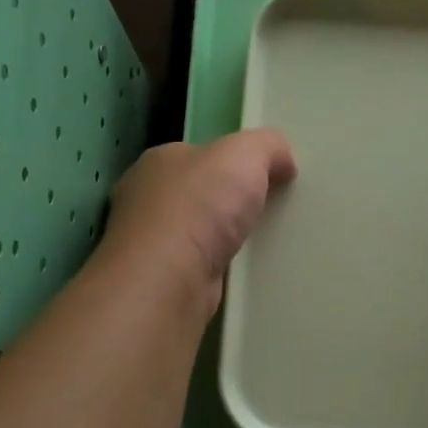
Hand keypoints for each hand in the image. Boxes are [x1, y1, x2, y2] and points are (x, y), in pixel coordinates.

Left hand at [97, 129, 297, 317]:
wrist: (168, 280)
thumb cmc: (200, 206)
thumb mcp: (245, 154)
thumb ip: (268, 146)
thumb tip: (283, 161)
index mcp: (158, 161)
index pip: (197, 155)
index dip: (230, 162)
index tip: (263, 176)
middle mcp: (144, 199)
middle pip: (196, 193)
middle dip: (226, 201)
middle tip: (266, 210)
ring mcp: (147, 243)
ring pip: (195, 232)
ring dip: (220, 237)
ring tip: (261, 243)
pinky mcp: (159, 280)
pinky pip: (196, 266)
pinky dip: (216, 267)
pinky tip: (241, 272)